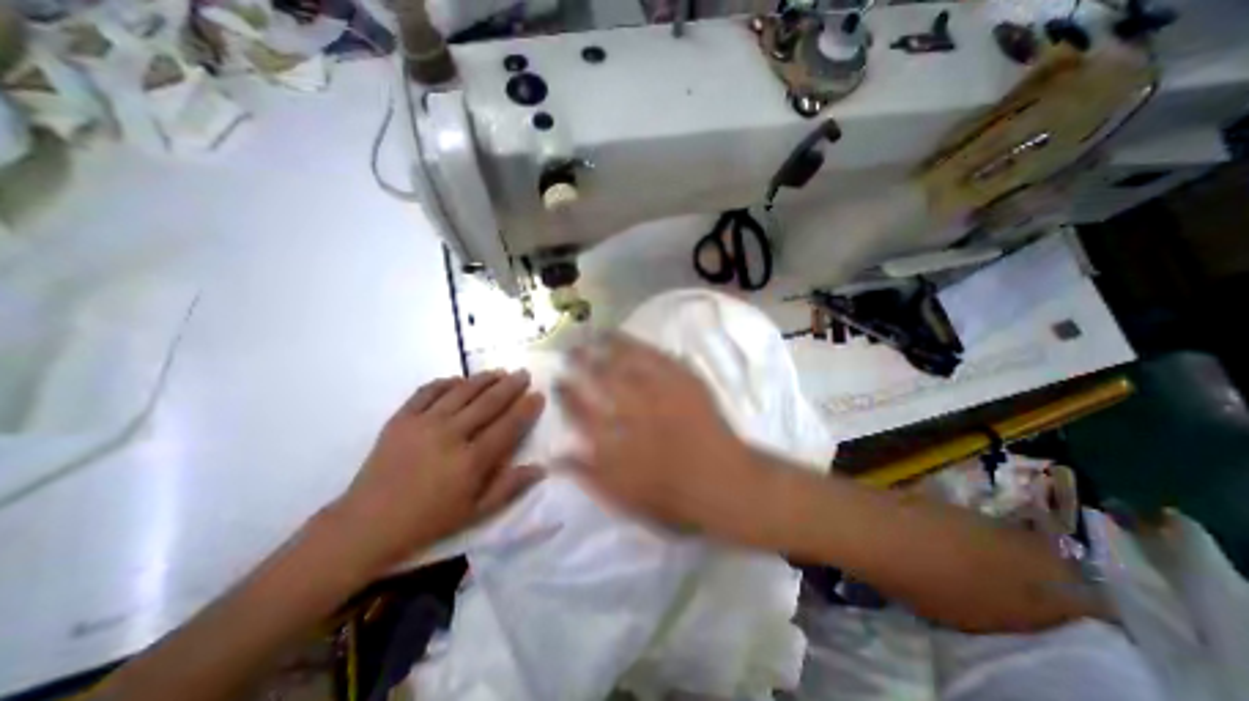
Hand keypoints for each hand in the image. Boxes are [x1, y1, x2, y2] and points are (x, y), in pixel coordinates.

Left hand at [333, 369, 544, 571]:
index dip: (526, 408)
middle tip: (524, 373)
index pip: (508, 426)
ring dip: (484, 379)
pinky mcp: (401, 419)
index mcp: (471, 461)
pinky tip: (458, 380)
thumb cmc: (428, 521)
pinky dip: (446, 382)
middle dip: (510, 385)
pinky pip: (427, 391)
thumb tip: (542, 467)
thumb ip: (510, 487)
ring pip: (461, 391)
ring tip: (499, 371)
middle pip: (488, 402)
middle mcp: (451, 435)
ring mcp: (424, 423)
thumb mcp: (475, 512)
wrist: (366, 524)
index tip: (538, 395)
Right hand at [558, 333, 778, 548]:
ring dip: (609, 347)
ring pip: (627, 362)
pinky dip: (642, 347)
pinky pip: (659, 358)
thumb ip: (586, 475)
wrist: (726, 486)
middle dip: (582, 361)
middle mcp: (632, 410)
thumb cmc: (673, 499)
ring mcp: (660, 392)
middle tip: (572, 349)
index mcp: (614, 440)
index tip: (558, 381)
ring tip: (597, 335)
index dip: (566, 394)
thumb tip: (555, 456)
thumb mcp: (622, 499)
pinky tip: (633, 341)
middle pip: (600, 378)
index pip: (580, 410)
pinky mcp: (685, 383)